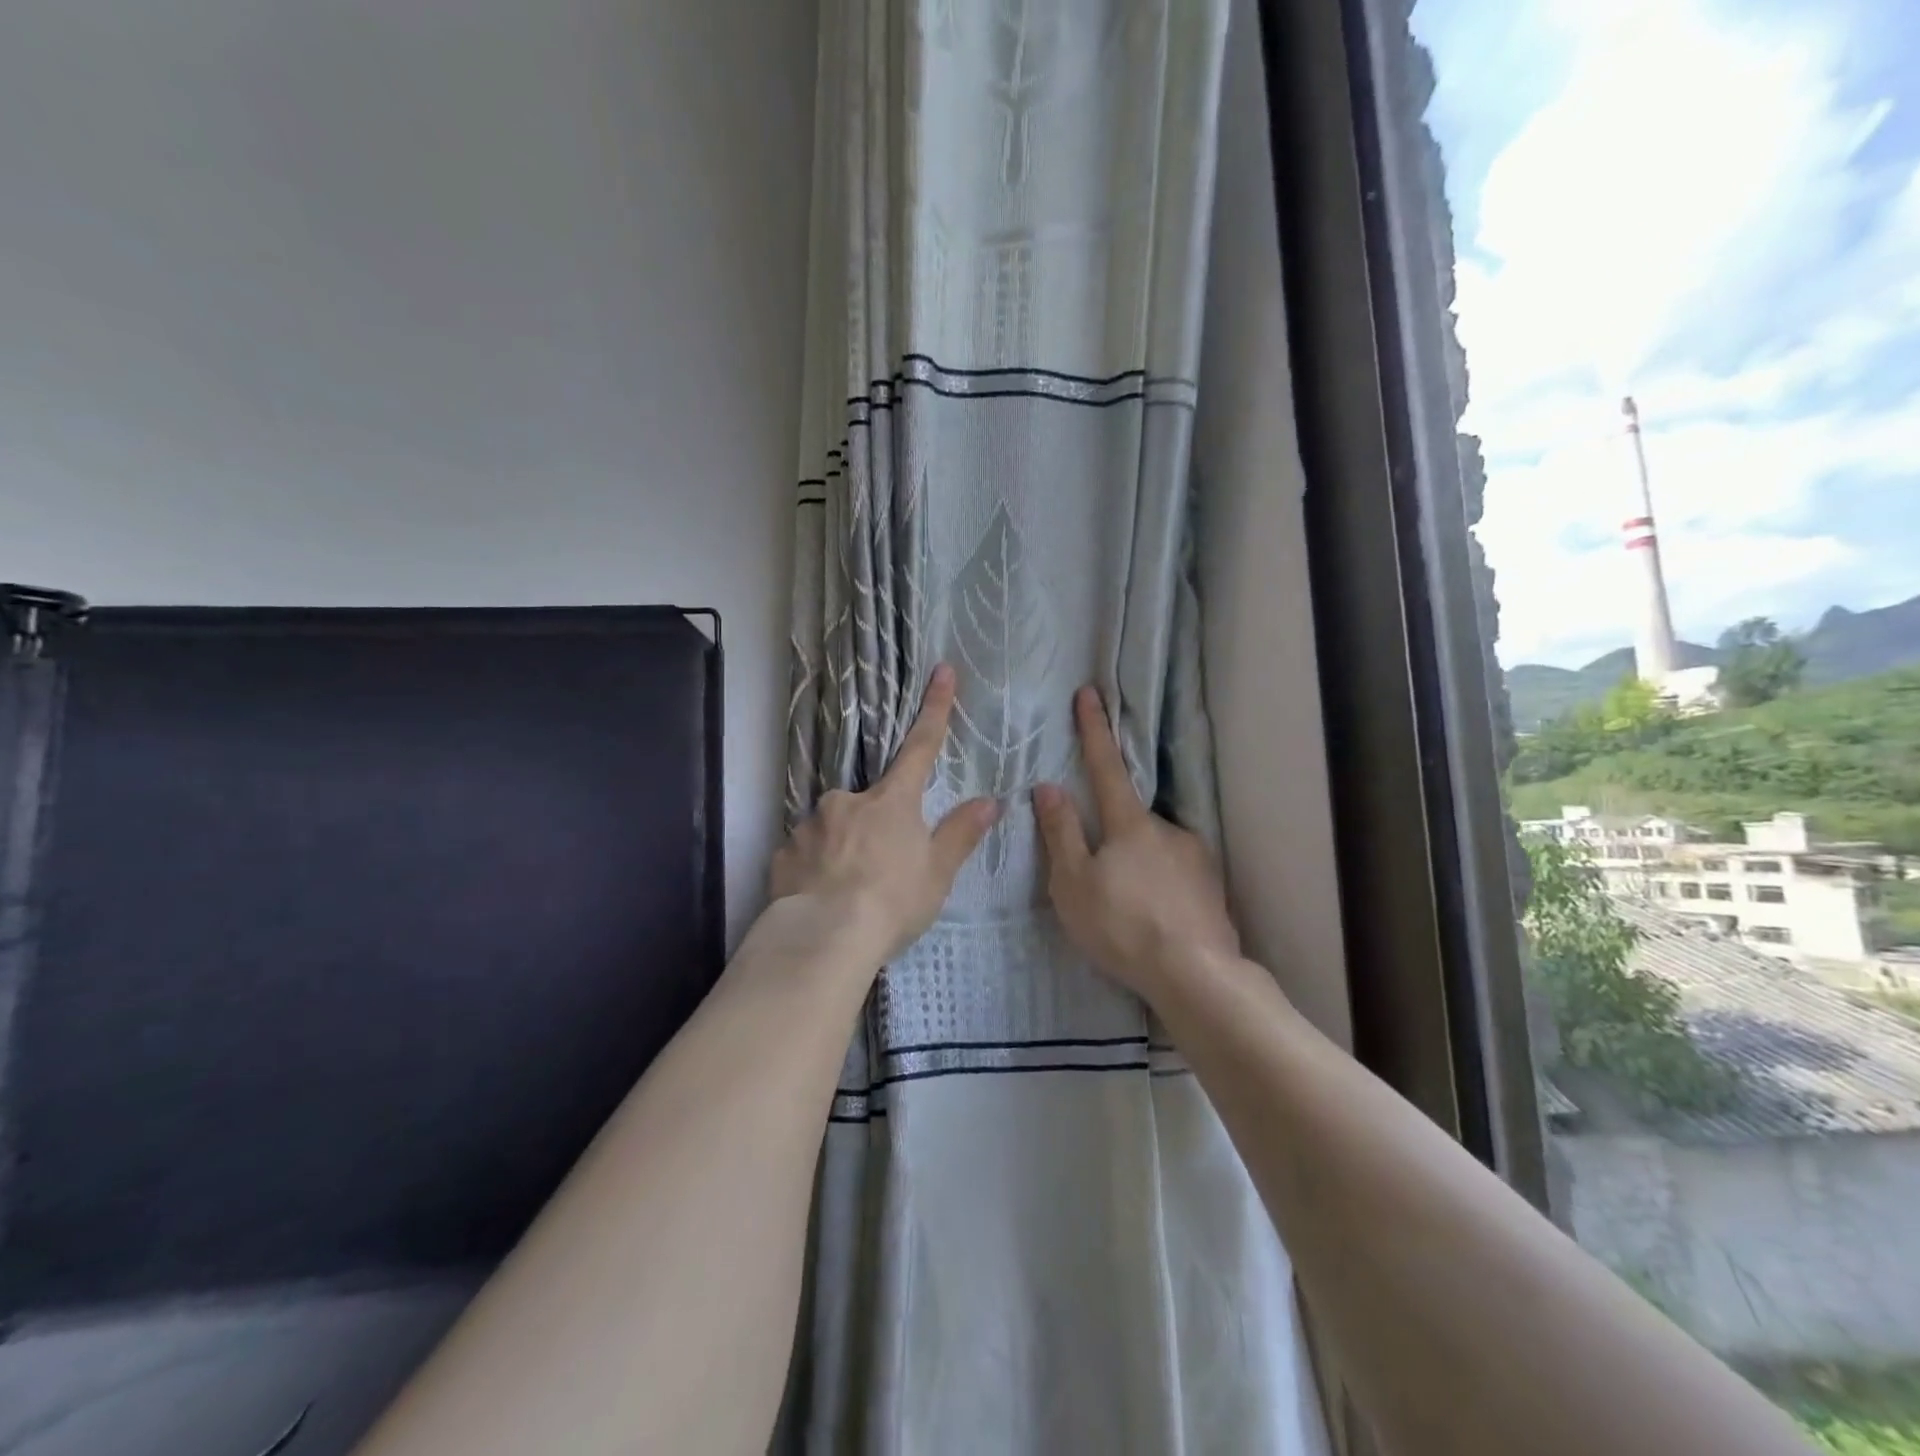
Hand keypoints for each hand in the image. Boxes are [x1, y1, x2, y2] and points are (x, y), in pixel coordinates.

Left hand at [771, 664, 998, 963]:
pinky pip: (805, 854)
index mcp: (891, 801)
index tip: (942, 670)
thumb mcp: (937, 872)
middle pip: (869, 802)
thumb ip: (960, 834)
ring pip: (834, 828)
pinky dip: (816, 869)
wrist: (824, 938)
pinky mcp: (783, 853)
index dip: (934, 709)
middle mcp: (847, 801)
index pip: (920, 747)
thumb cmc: (892, 901)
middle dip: (875, 828)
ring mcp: (810, 824)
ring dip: (844, 850)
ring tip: (849, 894)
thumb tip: (989, 801)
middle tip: (880, 871)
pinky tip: (821, 898)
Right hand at [1033, 686, 1238, 1001]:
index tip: (1090, 693)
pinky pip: (1177, 876)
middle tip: (1103, 885)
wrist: (1195, 975)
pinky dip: (1161, 889)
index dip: (1094, 730)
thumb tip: (1048, 786)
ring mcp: (1196, 857)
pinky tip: (1155, 920)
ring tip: (1129, 913)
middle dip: (1114, 840)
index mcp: (1130, 823)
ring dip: (1139, 868)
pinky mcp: (1212, 886)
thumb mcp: (1074, 882)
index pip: (1106, 765)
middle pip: (1130, 819)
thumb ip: (1061, 832)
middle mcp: (1167, 829)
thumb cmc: (1121, 926)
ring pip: (1155, 851)